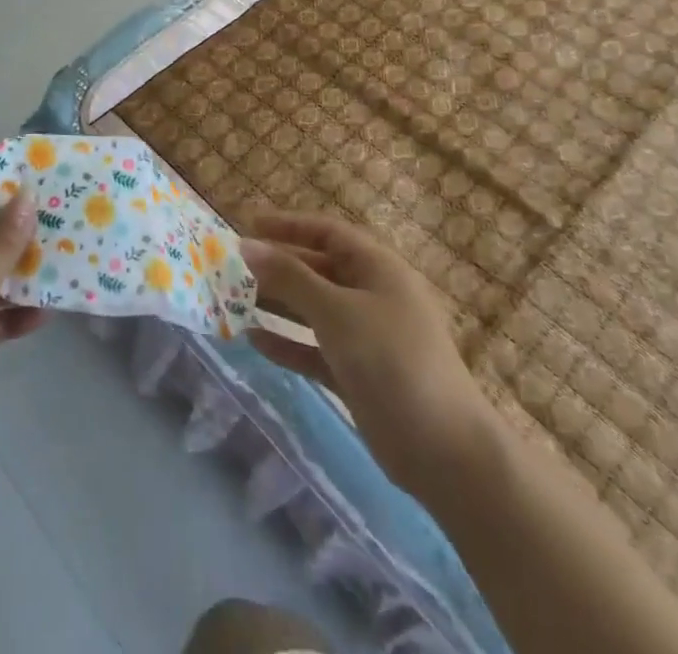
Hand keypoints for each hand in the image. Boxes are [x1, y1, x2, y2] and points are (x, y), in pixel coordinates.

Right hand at [241, 211, 489, 498]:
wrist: (445, 452)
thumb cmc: (392, 360)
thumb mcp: (336, 311)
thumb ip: (289, 278)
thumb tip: (247, 246)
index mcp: (376, 268)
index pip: (326, 232)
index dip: (288, 225)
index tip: (248, 225)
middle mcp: (371, 295)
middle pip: (316, 269)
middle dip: (276, 267)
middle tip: (231, 268)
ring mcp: (365, 337)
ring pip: (313, 310)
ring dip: (277, 305)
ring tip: (233, 301)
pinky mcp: (358, 374)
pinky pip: (314, 348)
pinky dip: (287, 343)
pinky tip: (254, 341)